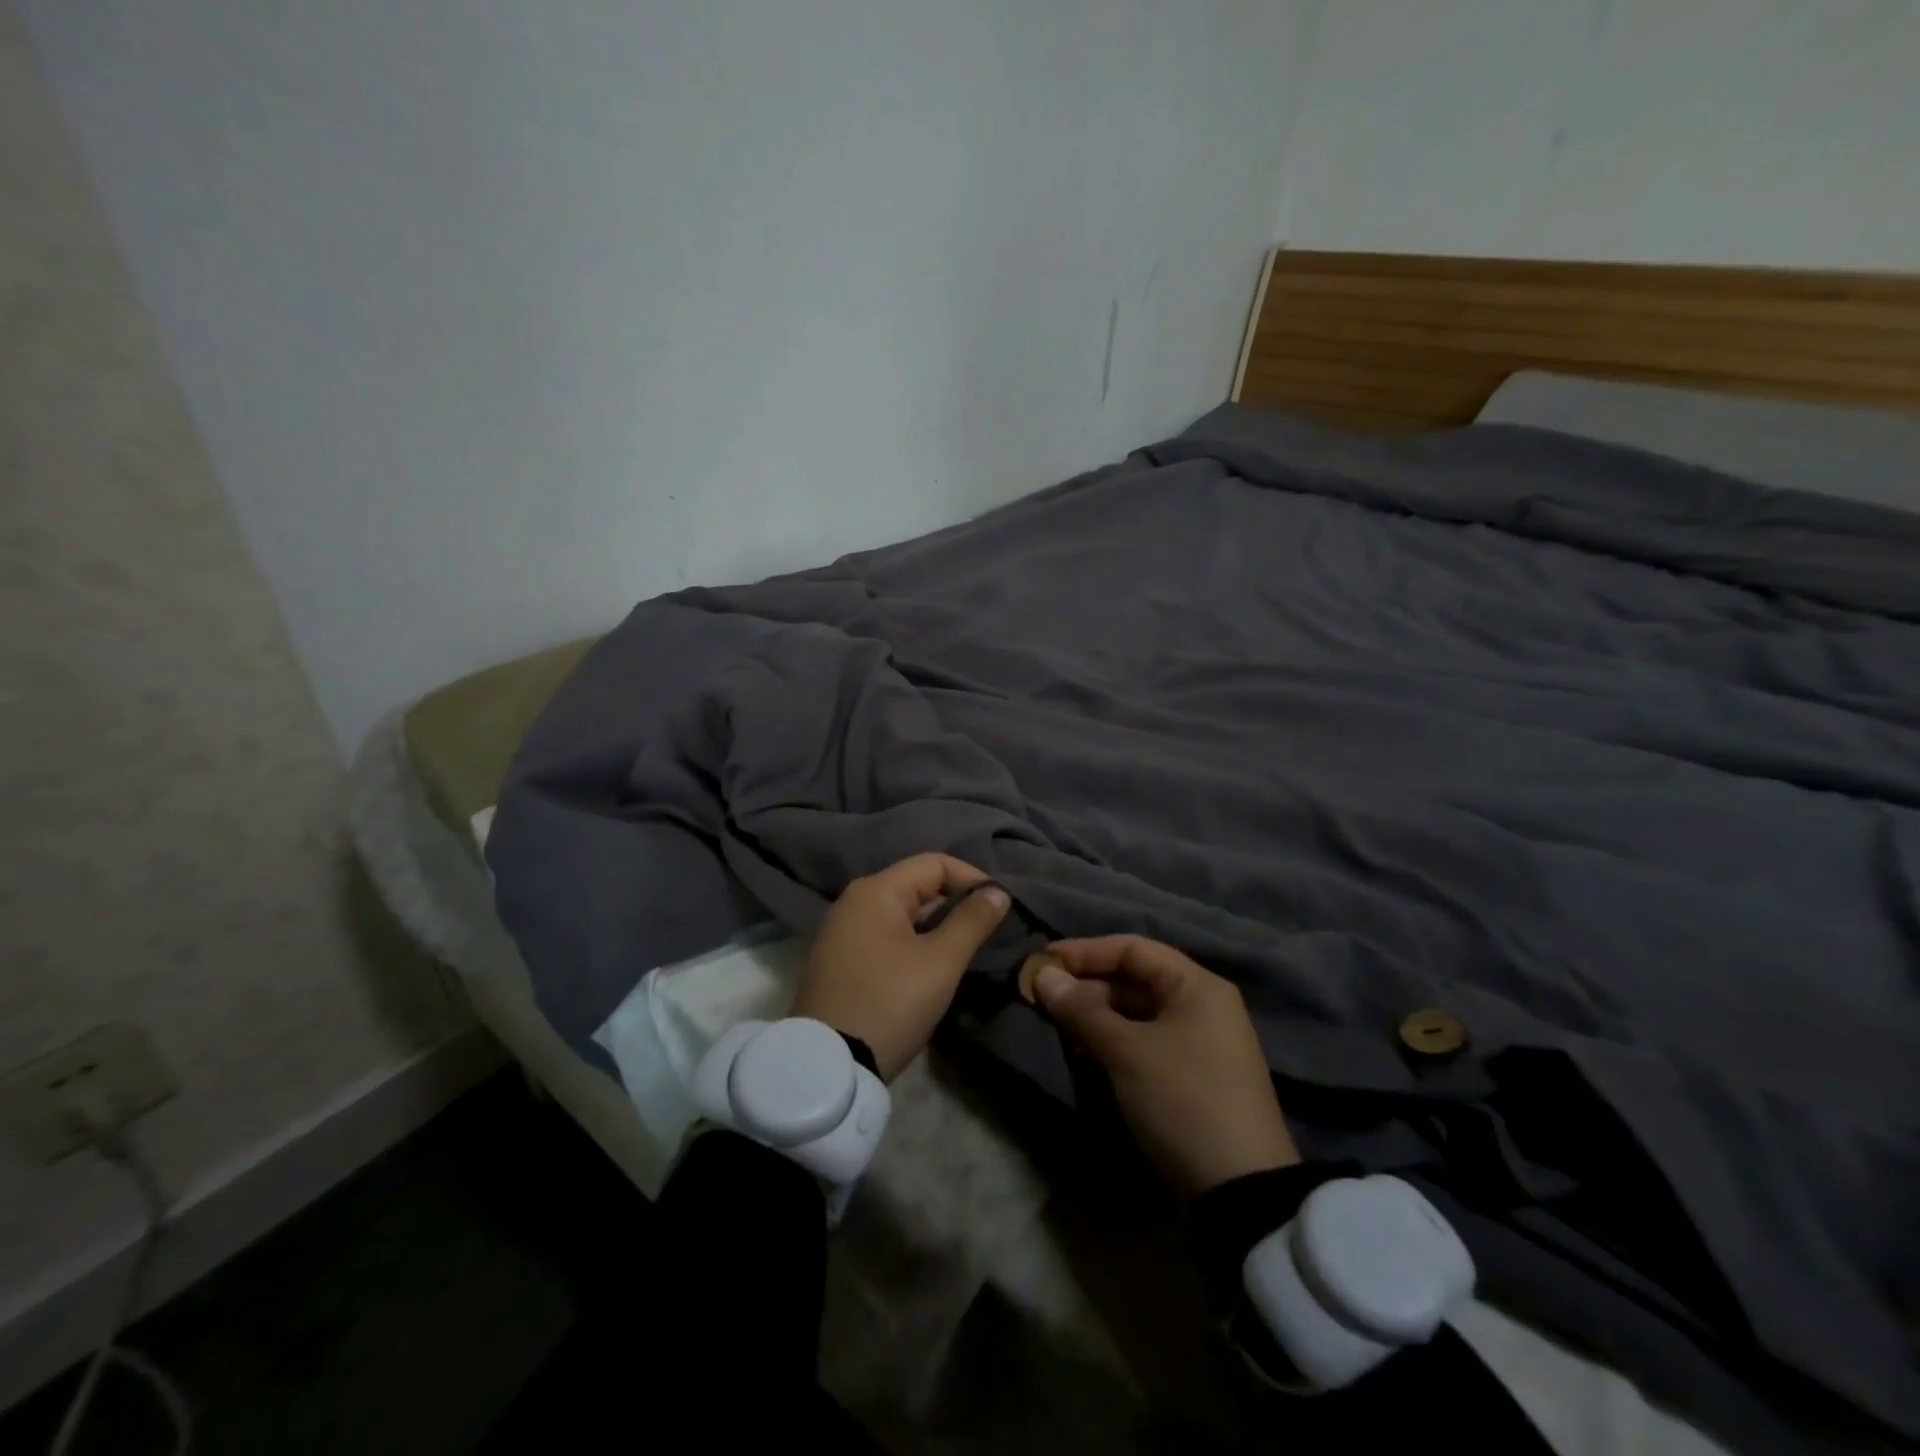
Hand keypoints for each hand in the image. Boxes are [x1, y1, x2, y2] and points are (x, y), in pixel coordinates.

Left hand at [792, 854, 1010, 1080]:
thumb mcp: (941, 962)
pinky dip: (913, 941)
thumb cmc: (890, 1003)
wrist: (828, 1065)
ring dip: (936, 924)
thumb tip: (998, 891)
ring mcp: (842, 930)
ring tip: (965, 947)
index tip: (1001, 905)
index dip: (972, 878)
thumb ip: (972, 921)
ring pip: (902, 913)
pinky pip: (885, 934)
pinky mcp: (839, 959)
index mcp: (876, 891)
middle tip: (987, 930)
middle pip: (916, 885)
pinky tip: (930, 965)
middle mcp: (854, 901)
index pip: (934, 863)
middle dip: (955, 902)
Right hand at [1035, 935, 1299, 1193]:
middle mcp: (1201, 1004)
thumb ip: (1082, 1009)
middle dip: (1086, 986)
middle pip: (1133, 979)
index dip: (1085, 951)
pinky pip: (1142, 1041)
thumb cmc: (1183, 1100)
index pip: (1132, 948)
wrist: (1240, 1192)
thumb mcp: (1127, 1051)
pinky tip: (1082, 1052)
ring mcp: (1197, 1042)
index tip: (1042, 962)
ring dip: (1094, 1015)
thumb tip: (1042, 975)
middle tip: (1042, 998)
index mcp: (1196, 985)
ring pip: (1135, 1013)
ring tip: (1056, 1025)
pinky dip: (1112, 1041)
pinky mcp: (1189, 1076)